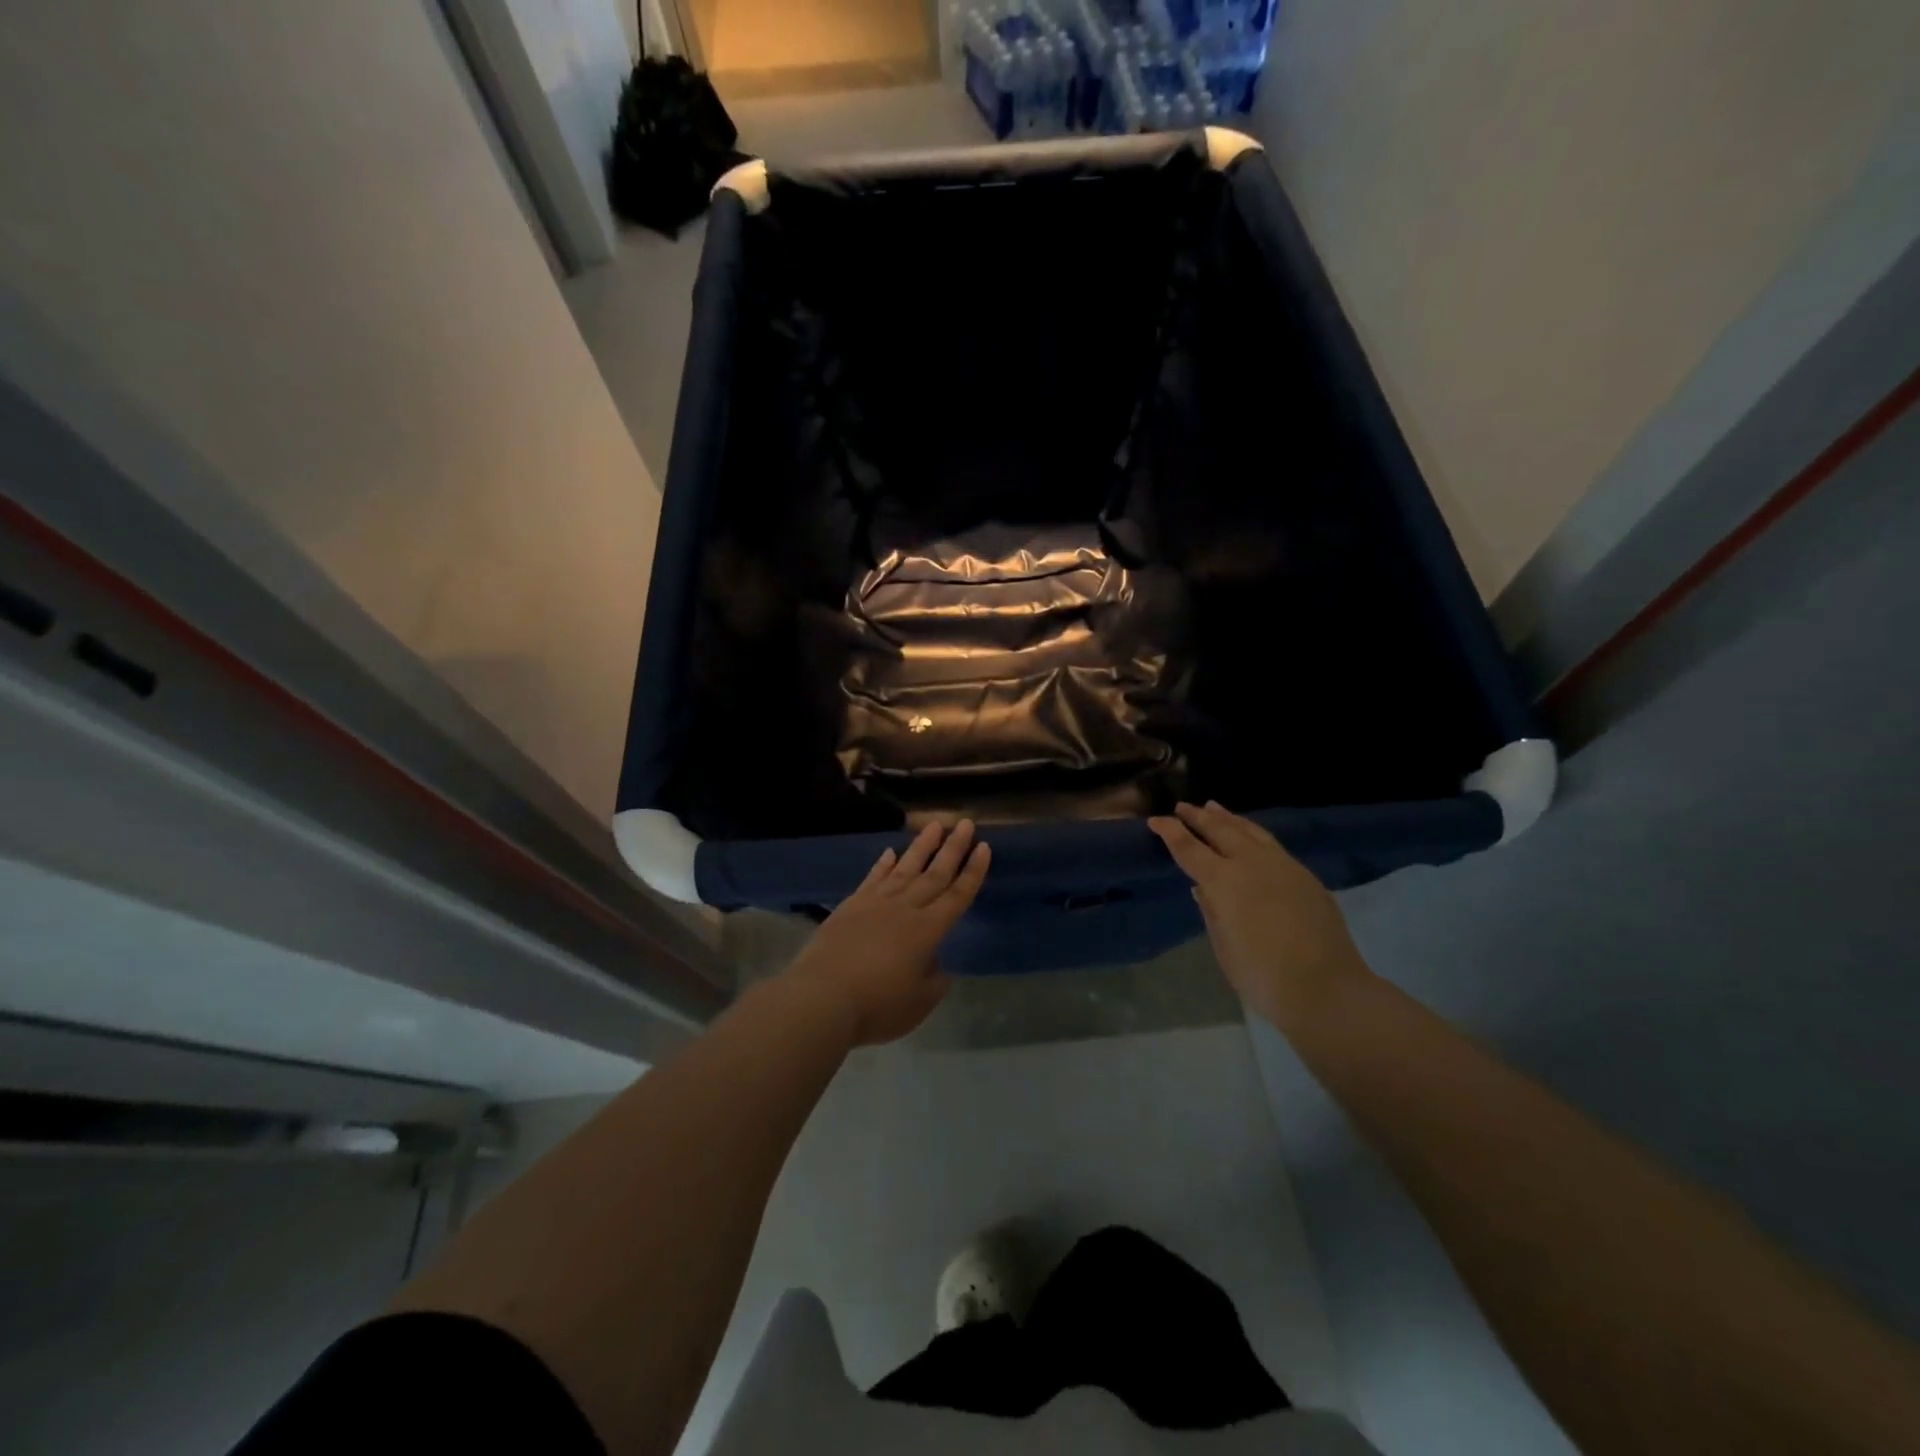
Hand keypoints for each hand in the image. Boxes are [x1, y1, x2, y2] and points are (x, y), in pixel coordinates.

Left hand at [781, 820, 990, 1046]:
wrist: (822, 997)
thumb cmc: (877, 1005)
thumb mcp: (919, 1004)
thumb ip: (934, 981)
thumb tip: (935, 964)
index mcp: (928, 930)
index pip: (957, 895)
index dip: (973, 871)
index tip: (984, 846)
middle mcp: (905, 909)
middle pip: (935, 873)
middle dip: (953, 848)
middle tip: (965, 823)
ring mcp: (876, 903)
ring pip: (905, 868)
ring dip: (922, 846)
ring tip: (934, 825)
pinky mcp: (851, 906)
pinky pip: (873, 878)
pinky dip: (883, 864)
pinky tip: (891, 852)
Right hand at [1148, 802, 1368, 1028]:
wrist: (1326, 988)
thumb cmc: (1261, 975)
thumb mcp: (1223, 945)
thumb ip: (1211, 910)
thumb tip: (1203, 888)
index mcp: (1224, 880)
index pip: (1189, 848)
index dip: (1171, 832)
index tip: (1156, 820)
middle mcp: (1251, 863)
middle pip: (1220, 830)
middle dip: (1198, 817)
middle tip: (1183, 807)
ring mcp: (1283, 865)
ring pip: (1250, 831)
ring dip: (1228, 818)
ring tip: (1213, 807)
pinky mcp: (1305, 875)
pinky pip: (1271, 844)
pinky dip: (1252, 833)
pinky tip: (1249, 836)